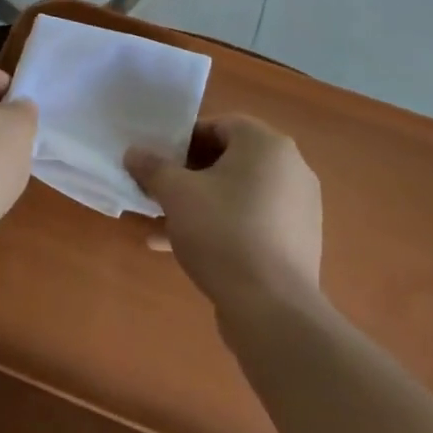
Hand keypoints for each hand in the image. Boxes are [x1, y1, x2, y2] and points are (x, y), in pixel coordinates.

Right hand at [125, 116, 322, 307]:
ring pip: (238, 193)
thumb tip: (134, 152)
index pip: (220, 125)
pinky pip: (252, 221)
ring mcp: (298, 206)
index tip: (159, 160)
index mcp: (267, 145)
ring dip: (200, 203)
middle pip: (230, 159)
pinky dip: (221, 226)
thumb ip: (153, 167)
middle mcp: (290, 168)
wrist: (272, 307)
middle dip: (189, 174)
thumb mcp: (176, 194)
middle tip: (160, 190)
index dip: (184, 139)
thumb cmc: (222, 232)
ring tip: (164, 223)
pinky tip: (184, 249)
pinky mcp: (296, 240)